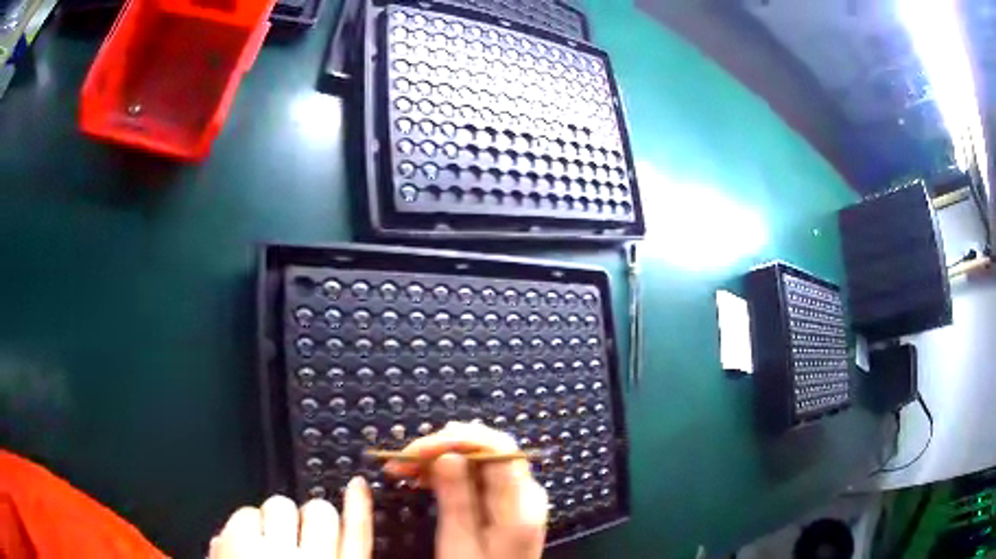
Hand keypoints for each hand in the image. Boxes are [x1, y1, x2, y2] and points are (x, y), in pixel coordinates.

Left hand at [209, 477, 371, 558]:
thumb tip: (337, 539)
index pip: (357, 535)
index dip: (359, 507)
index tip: (356, 486)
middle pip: (321, 512)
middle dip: (309, 519)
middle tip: (296, 537)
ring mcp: (270, 551)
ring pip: (280, 505)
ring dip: (274, 520)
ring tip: (267, 545)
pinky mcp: (234, 542)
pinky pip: (245, 512)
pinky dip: (244, 526)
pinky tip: (243, 548)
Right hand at [386, 422, 547, 558]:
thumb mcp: (461, 541)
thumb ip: (457, 497)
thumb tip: (446, 454)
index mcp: (521, 502)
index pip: (497, 448)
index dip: (457, 439)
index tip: (419, 448)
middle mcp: (525, 492)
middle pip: (486, 450)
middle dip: (442, 447)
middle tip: (402, 458)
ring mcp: (515, 496)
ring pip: (477, 460)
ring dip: (439, 458)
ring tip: (403, 467)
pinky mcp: (503, 502)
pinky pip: (475, 476)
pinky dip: (447, 472)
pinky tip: (421, 476)